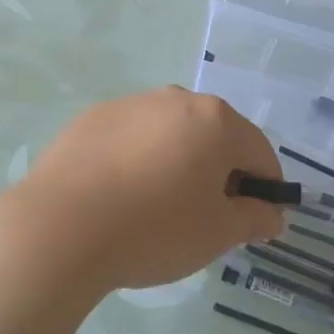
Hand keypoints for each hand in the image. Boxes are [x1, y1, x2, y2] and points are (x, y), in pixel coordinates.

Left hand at [9, 88, 284, 294]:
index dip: (264, 189)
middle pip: (215, 137)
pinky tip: (120, 196)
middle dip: (220, 173)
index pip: (259, 153)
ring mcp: (131, 104)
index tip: (253, 222)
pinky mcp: (93, 117)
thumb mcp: (218, 234)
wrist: (61, 227)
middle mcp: (177, 99)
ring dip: (178, 162)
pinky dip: (138, 160)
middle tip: (204, 218)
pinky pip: (133, 137)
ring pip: (171, 134)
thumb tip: (271, 213)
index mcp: (216, 121)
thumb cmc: (155, 229)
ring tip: (157, 208)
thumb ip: (254, 218)